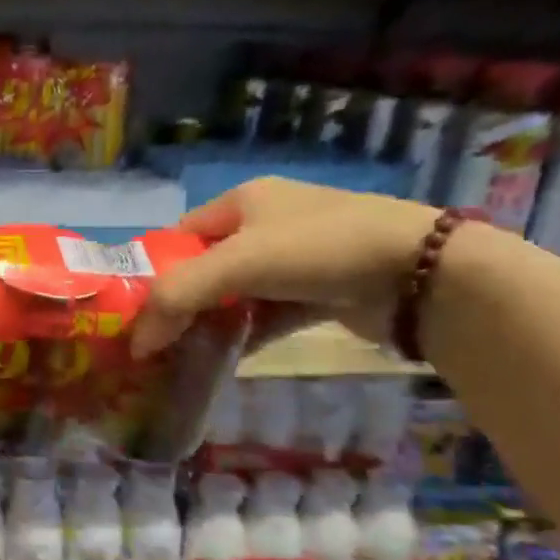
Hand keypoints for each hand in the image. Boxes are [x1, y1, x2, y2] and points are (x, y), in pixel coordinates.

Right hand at [130, 178, 438, 358]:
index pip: (181, 234)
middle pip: (207, 266)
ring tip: (183, 355)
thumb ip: (177, 297)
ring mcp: (298, 260)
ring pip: (238, 293)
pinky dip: (247, 334)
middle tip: (156, 339)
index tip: (137, 308)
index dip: (156, 268)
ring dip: (214, 321)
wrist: (424, 273)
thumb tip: (135, 343)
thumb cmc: (318, 249)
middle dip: (183, 301)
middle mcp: (268, 224)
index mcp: (244, 200)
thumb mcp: (236, 264)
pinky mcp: (322, 291)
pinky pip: (268, 313)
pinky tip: (224, 359)